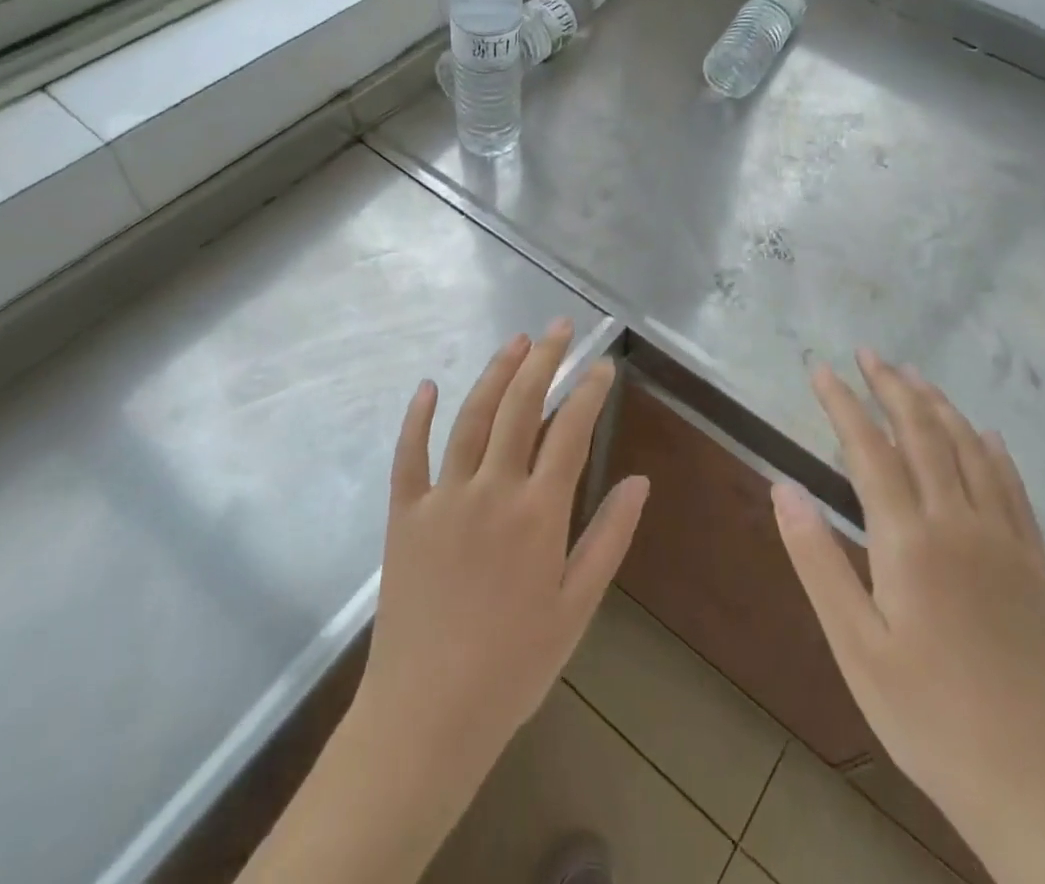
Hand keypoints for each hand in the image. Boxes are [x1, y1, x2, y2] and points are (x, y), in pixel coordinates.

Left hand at [353, 319, 649, 775]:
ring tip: (516, 341)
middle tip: (559, 327)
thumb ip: (609, 538)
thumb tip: (641, 481)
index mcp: (538, 513)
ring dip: (494, 373)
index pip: (570, 431)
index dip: (589, 391)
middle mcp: (491, 490)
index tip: (603, 364)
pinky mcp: (404, 515)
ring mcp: (443, 498)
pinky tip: (428, 386)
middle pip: (520, 407)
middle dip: (544, 360)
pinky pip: (409, 455)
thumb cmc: (513, 666)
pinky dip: (418, 417)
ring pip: (470, 418)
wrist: (426, 717)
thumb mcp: (577, 607)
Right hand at [772, 351, 1044, 841]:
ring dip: (939, 405)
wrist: (1034, 784)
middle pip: (923, 433)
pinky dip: (993, 449)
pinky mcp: (1034, 564)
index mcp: (909, 540)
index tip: (820, 368)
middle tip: (868, 353)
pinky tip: (984, 433)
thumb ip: (816, 559)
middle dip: (892, 387)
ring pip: (970, 449)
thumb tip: (782, 485)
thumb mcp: (853, 645)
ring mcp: (1004, 541)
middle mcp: (959, 523)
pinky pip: (1013, 487)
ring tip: (913, 376)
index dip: (842, 403)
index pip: (869, 449)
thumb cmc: (925, 715)